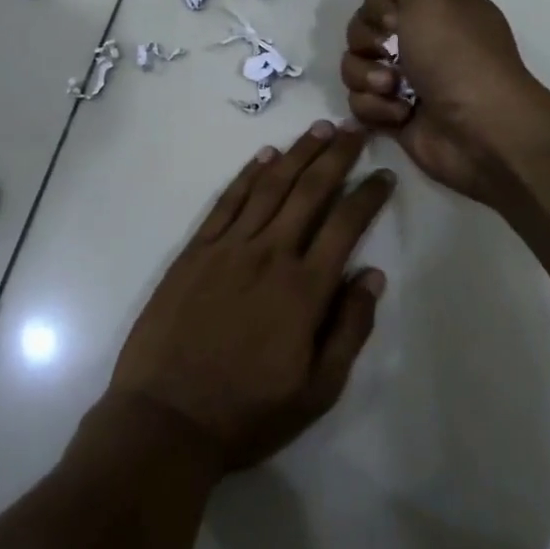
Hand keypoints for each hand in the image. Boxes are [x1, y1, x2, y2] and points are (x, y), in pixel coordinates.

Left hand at [108, 121, 392, 473]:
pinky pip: (228, 201)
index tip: (384, 175)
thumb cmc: (246, 413)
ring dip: (298, 154)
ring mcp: (229, 247)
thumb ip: (349, 330)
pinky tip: (266, 156)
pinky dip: (249, 174)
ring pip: (271, 186)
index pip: (346, 225)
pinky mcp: (196, 250)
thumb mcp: (316, 392)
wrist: (165, 419)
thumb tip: (373, 275)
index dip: (369, 195)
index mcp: (303, 289)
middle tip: (355, 130)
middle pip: (310, 192)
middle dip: (337, 156)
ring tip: (319, 129)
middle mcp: (270, 254)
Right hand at [340, 0, 544, 204]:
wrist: (482, 132)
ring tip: (394, 92)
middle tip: (392, 55)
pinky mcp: (397, 116)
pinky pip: (362, 102)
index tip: (393, 19)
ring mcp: (409, 80)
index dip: (377, 6)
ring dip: (368, 78)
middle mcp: (422, 40)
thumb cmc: (457, 57)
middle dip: (368, 43)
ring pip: (356, 66)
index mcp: (435, 9)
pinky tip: (400, 116)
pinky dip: (376, 109)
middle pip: (362, 29)